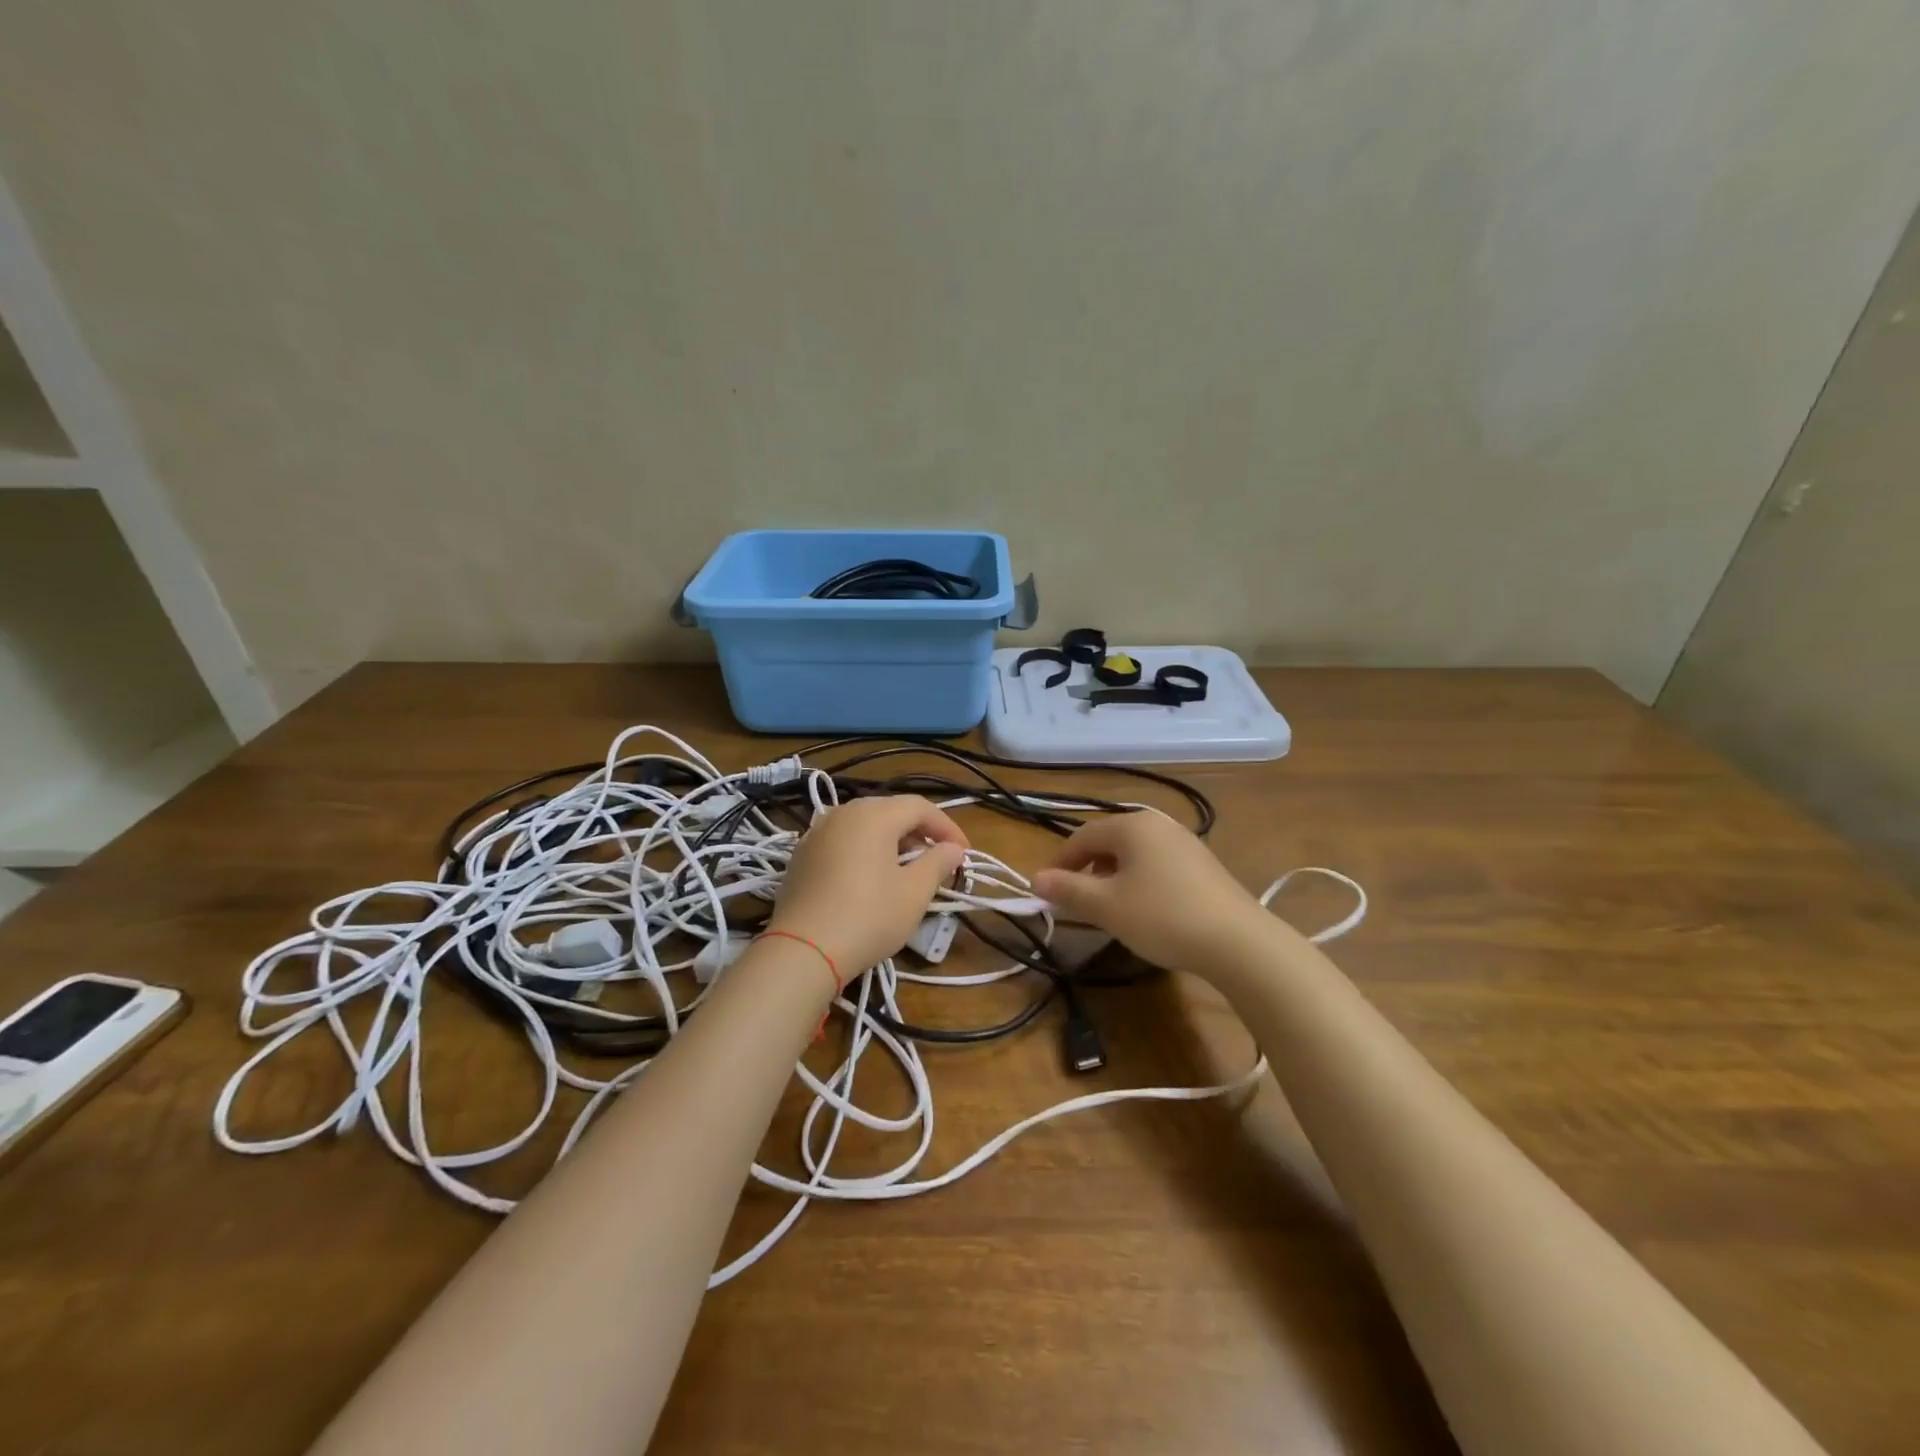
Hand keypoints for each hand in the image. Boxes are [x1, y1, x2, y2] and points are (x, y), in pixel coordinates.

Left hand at [769, 795, 969, 973]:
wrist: (802, 950)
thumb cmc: (868, 917)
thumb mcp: (914, 893)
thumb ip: (938, 863)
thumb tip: (953, 849)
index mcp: (874, 814)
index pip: (920, 807)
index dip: (947, 827)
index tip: (963, 853)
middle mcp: (843, 812)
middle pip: (890, 811)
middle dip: (919, 832)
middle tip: (937, 858)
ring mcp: (817, 832)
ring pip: (864, 824)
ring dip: (891, 840)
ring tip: (906, 867)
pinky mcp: (801, 854)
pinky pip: (842, 840)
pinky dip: (863, 850)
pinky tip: (870, 876)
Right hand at [1033, 811, 1271, 973]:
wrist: (1238, 942)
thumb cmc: (1162, 916)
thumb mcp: (1107, 907)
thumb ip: (1068, 890)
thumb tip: (1036, 878)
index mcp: (1132, 825)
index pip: (1082, 836)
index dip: (1060, 863)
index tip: (1047, 891)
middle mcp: (1158, 824)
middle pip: (1109, 841)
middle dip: (1087, 869)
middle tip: (1076, 901)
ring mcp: (1184, 842)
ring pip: (1134, 854)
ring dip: (1112, 877)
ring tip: (1109, 908)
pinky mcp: (1203, 864)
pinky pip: (1157, 864)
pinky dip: (1140, 881)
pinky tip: (1144, 909)